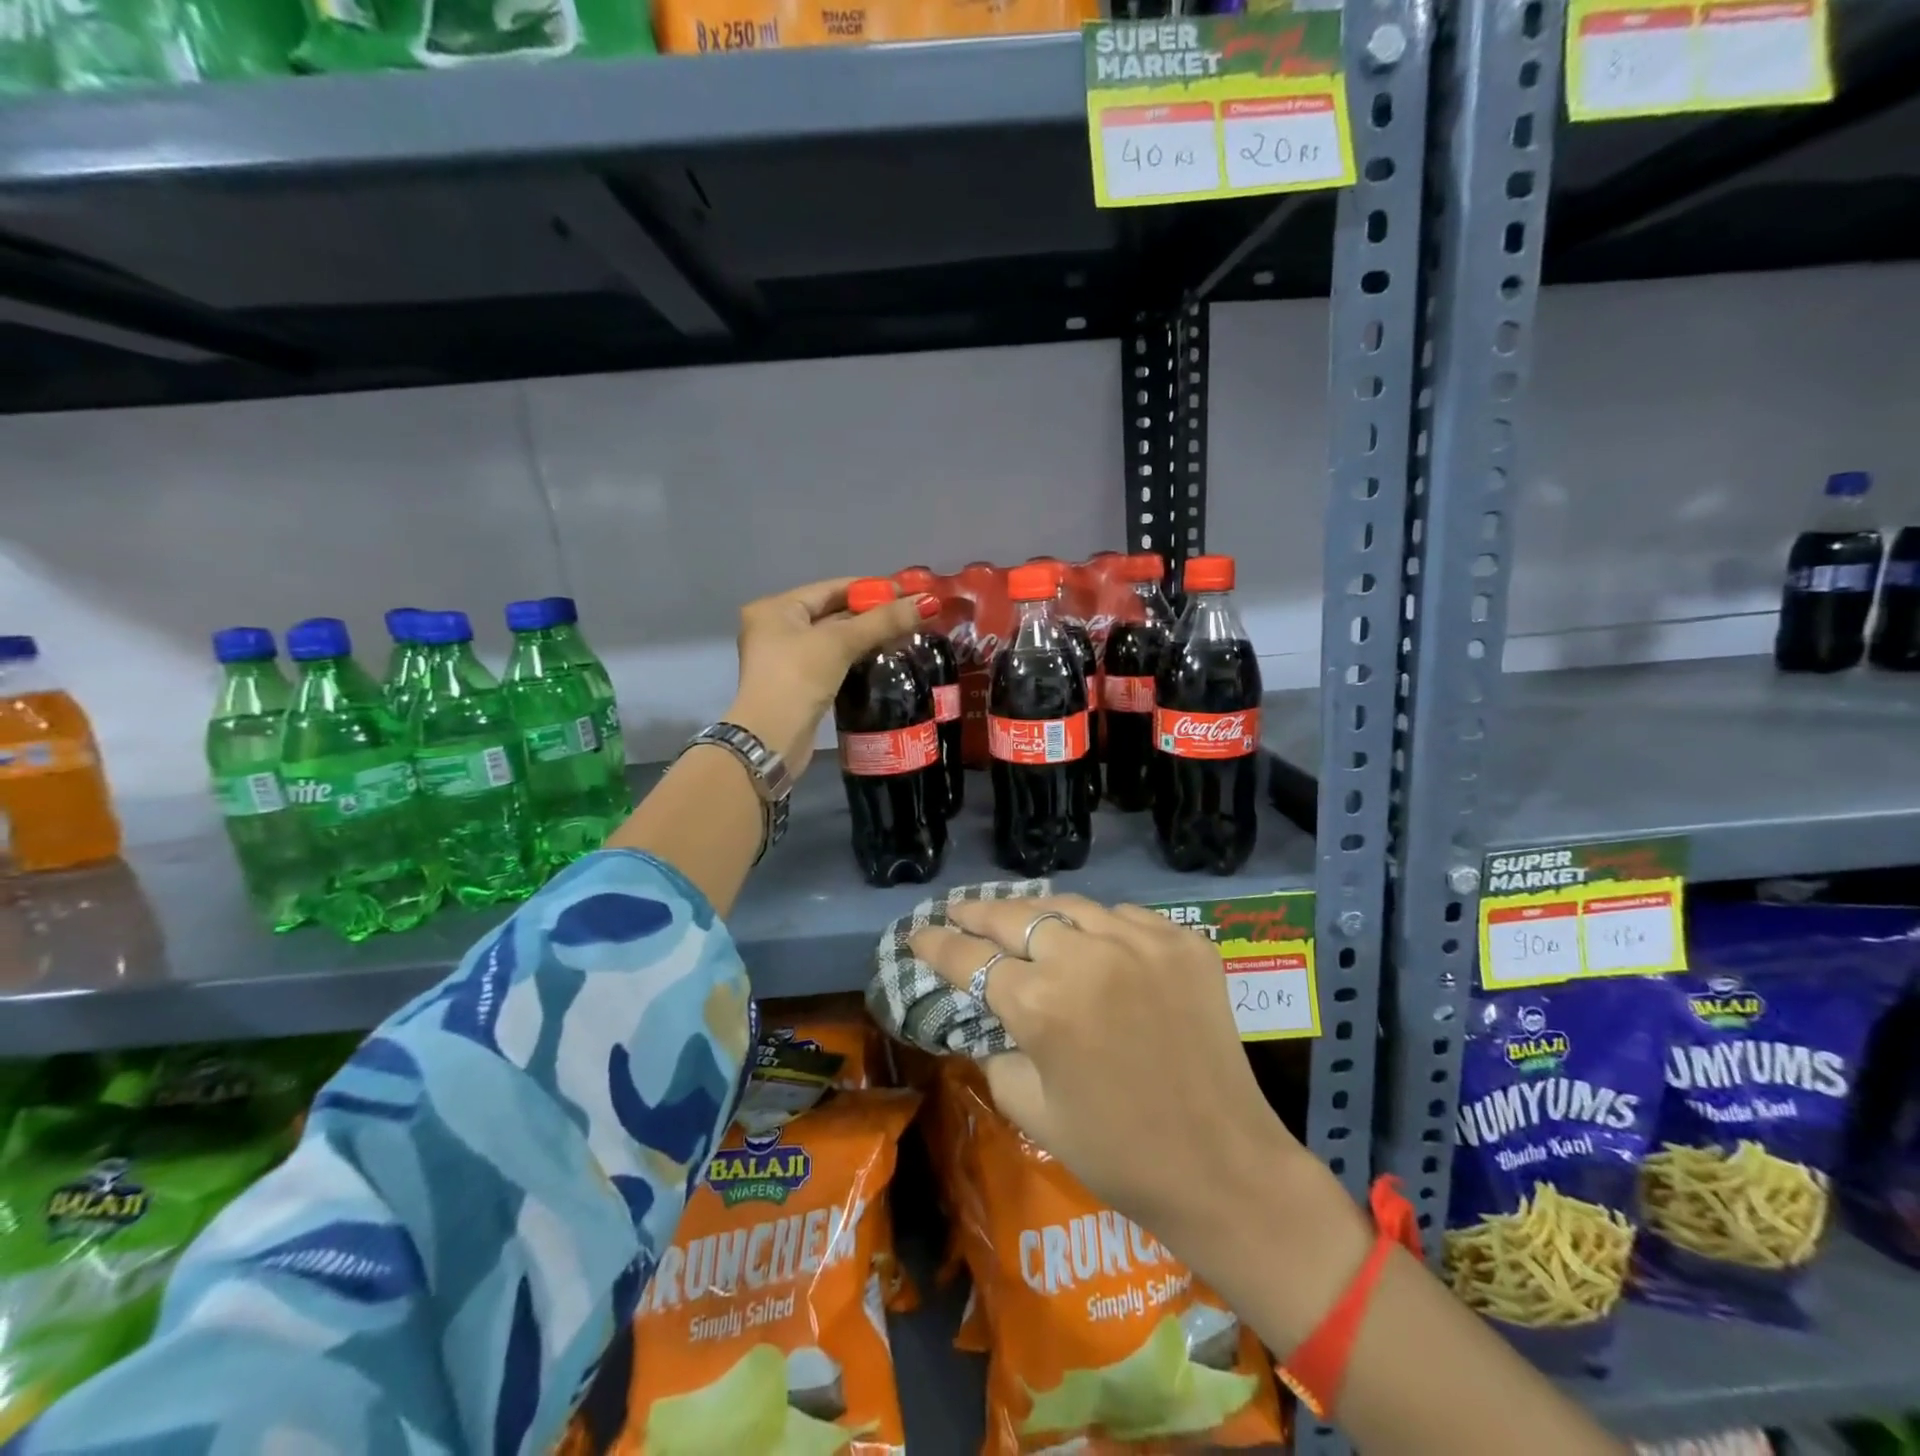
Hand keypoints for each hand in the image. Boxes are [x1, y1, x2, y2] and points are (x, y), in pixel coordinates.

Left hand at [726, 577, 933, 777]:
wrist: (770, 739)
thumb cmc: (798, 678)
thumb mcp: (840, 643)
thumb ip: (883, 621)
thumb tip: (929, 602)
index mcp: (777, 608)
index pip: (832, 588)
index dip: (871, 588)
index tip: (908, 592)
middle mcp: (777, 628)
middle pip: (834, 612)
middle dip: (873, 613)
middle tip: (913, 615)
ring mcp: (786, 658)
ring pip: (835, 638)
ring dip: (868, 636)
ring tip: (907, 635)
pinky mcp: (799, 684)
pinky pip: (834, 660)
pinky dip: (857, 657)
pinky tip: (884, 658)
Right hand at [909, 894, 1317, 1248]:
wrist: (1222, 1168)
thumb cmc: (1117, 1153)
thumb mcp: (1032, 1111)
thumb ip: (997, 1054)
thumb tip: (991, 1022)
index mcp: (1040, 1004)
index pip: (970, 959)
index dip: (936, 944)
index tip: (917, 934)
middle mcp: (1085, 957)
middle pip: (1014, 916)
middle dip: (976, 913)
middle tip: (955, 910)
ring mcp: (1139, 941)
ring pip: (1069, 906)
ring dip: (1036, 913)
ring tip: (1017, 917)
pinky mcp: (1183, 942)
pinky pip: (1124, 917)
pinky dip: (1099, 925)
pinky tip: (1091, 940)